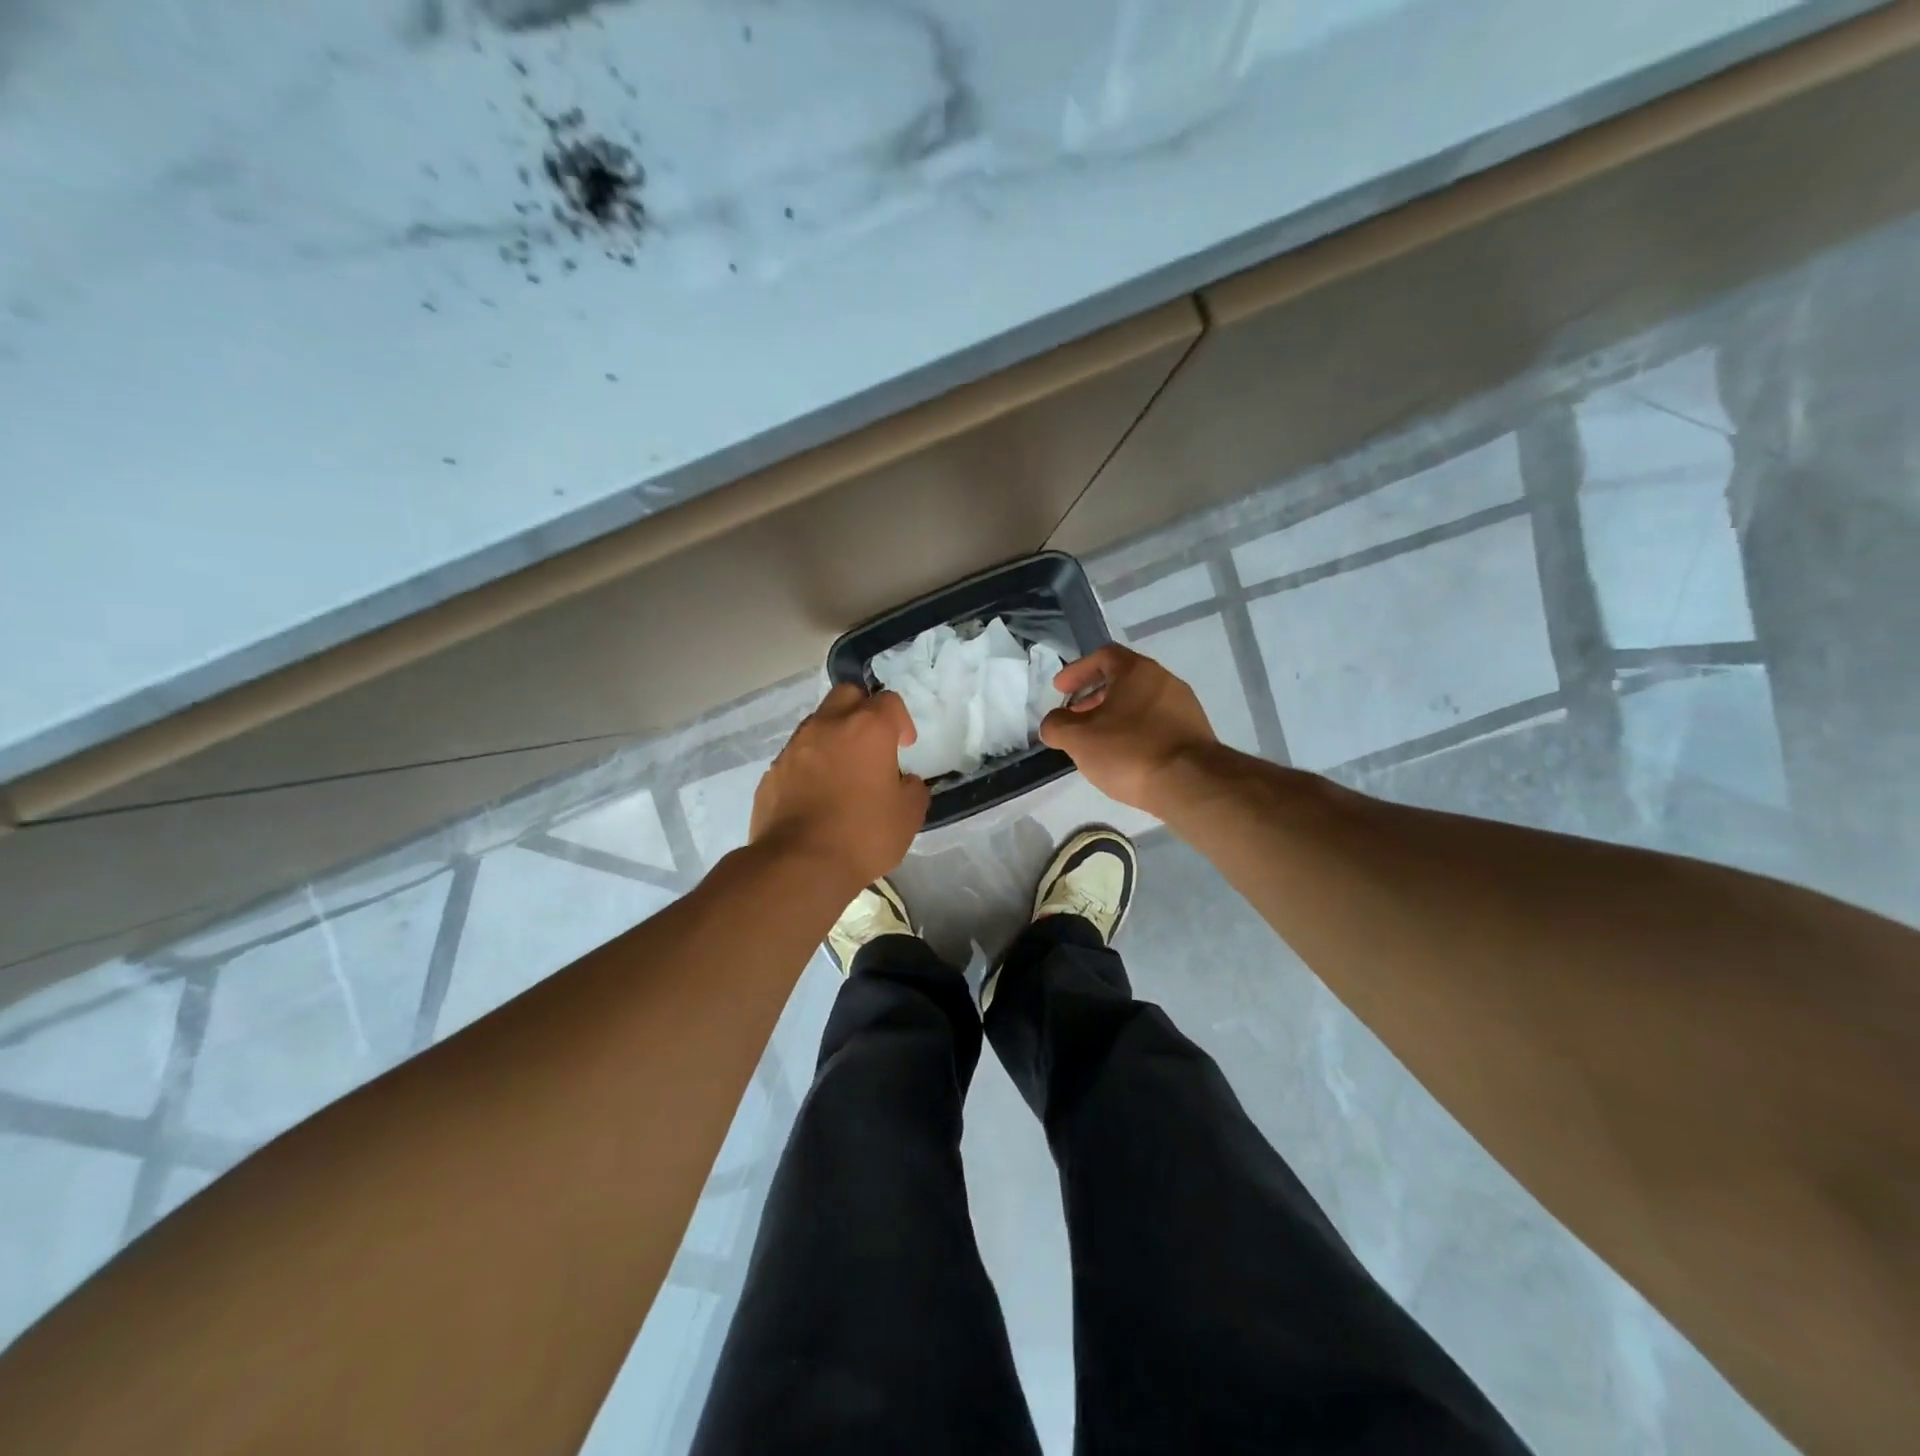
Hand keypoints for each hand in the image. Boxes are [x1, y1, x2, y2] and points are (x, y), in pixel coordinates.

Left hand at [750, 684, 928, 889]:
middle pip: (847, 695)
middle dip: (863, 710)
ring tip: (844, 773)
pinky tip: (817, 796)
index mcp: (867, 729)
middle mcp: (828, 726)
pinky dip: (811, 765)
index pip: (889, 701)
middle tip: (873, 743)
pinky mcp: (772, 772)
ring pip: (818, 723)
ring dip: (834, 738)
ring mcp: (794, 747)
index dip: (901, 721)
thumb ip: (913, 789)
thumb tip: (905, 781)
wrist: (798, 865)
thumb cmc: (863, 835)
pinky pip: (797, 756)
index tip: (905, 747)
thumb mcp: (909, 816)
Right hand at [1040, 644, 1217, 812]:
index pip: (1103, 656)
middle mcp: (1165, 680)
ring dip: (1114, 716)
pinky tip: (1124, 756)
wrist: (1191, 784)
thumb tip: (1053, 723)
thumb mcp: (1079, 740)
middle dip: (1093, 696)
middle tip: (1074, 717)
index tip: (1060, 690)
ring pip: (1140, 703)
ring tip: (1097, 741)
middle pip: (1123, 679)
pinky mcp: (1194, 733)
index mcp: (1137, 671)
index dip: (1077, 671)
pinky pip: (1156, 723)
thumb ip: (1057, 726)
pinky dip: (1135, 731)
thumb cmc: (1129, 751)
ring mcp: (1184, 707)